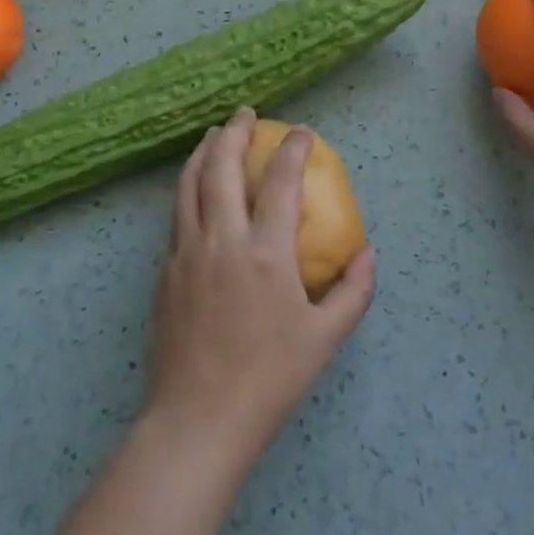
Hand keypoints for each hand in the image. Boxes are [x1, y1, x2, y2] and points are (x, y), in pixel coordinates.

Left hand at [144, 108, 376, 467]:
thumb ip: (352, 292)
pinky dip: (188, 186)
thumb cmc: (269, 380)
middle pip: (222, 167)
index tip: (302, 132)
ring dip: (204, 151)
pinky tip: (195, 187)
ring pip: (190, 183)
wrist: (198, 421)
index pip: (281, 182)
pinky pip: (177, 213)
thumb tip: (367, 253)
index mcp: (266, 253)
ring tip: (215, 134)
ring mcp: (187, 252)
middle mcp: (223, 240)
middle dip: (235, 132)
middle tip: (246, 114)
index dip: (293, 150)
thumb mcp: (324, 340)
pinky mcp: (166, 270)